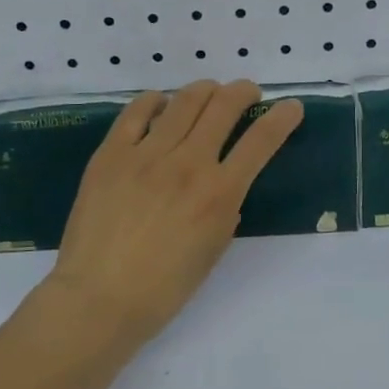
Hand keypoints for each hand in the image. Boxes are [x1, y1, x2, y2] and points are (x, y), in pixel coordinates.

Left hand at [45, 80, 303, 343]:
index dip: (282, 118)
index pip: (261, 142)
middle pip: (224, 106)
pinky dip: (155, 101)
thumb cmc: (162, 289)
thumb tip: (224, 182)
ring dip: (205, 89)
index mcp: (219, 194)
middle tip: (247, 93)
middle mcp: (188, 163)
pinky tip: (161, 103)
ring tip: (210, 92)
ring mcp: (147, 153)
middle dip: (243, 92)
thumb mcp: (212, 250)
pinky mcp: (112, 152)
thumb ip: (225, 209)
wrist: (97, 298)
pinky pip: (137, 111)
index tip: (291, 107)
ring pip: (184, 101)